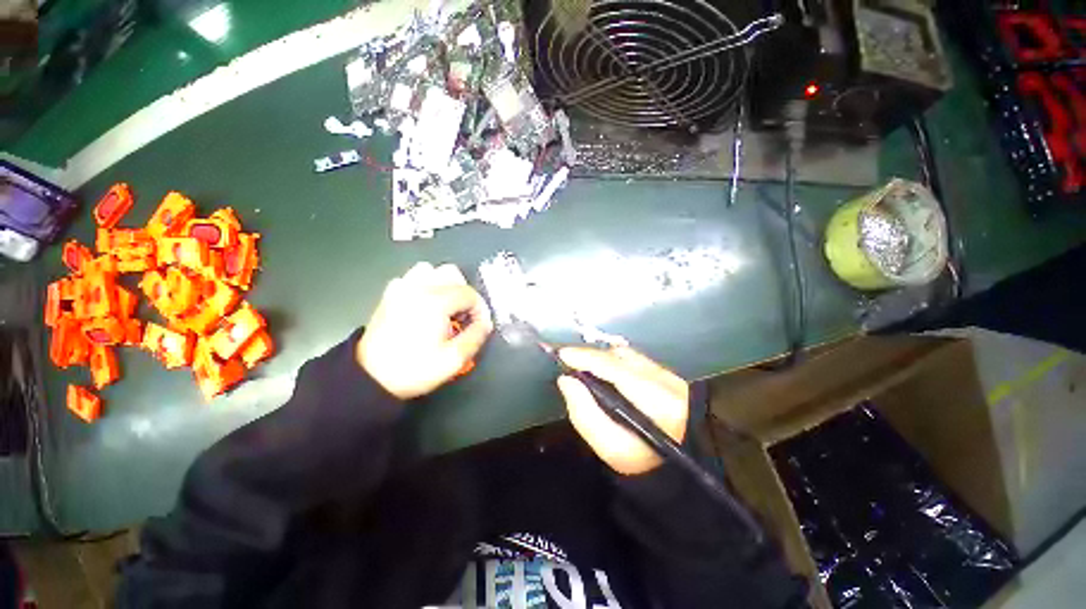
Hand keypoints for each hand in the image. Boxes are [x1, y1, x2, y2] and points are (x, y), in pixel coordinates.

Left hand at [358, 262, 492, 398]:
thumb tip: (485, 323)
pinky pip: (413, 277)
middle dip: (464, 293)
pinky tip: (425, 304)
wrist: (370, 378)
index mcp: (435, 302)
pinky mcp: (390, 294)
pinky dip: (424, 285)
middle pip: (452, 273)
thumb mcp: (453, 360)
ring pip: (431, 270)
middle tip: (463, 315)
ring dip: (444, 285)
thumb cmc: (414, 369)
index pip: (469, 294)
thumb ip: (475, 337)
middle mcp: (418, 288)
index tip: (479, 326)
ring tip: (446, 306)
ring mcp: (401, 288)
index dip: (480, 309)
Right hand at [557, 346, 688, 474]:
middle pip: (617, 356)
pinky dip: (613, 359)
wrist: (684, 451)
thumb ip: (584, 414)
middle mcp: (660, 377)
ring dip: (601, 356)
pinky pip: (632, 357)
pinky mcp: (665, 372)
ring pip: (625, 354)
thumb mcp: (611, 447)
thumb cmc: (645, 457)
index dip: (584, 357)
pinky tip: (604, 366)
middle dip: (590, 355)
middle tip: (568, 361)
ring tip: (583, 364)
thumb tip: (566, 381)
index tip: (561, 355)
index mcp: (651, 397)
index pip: (611, 366)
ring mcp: (664, 372)